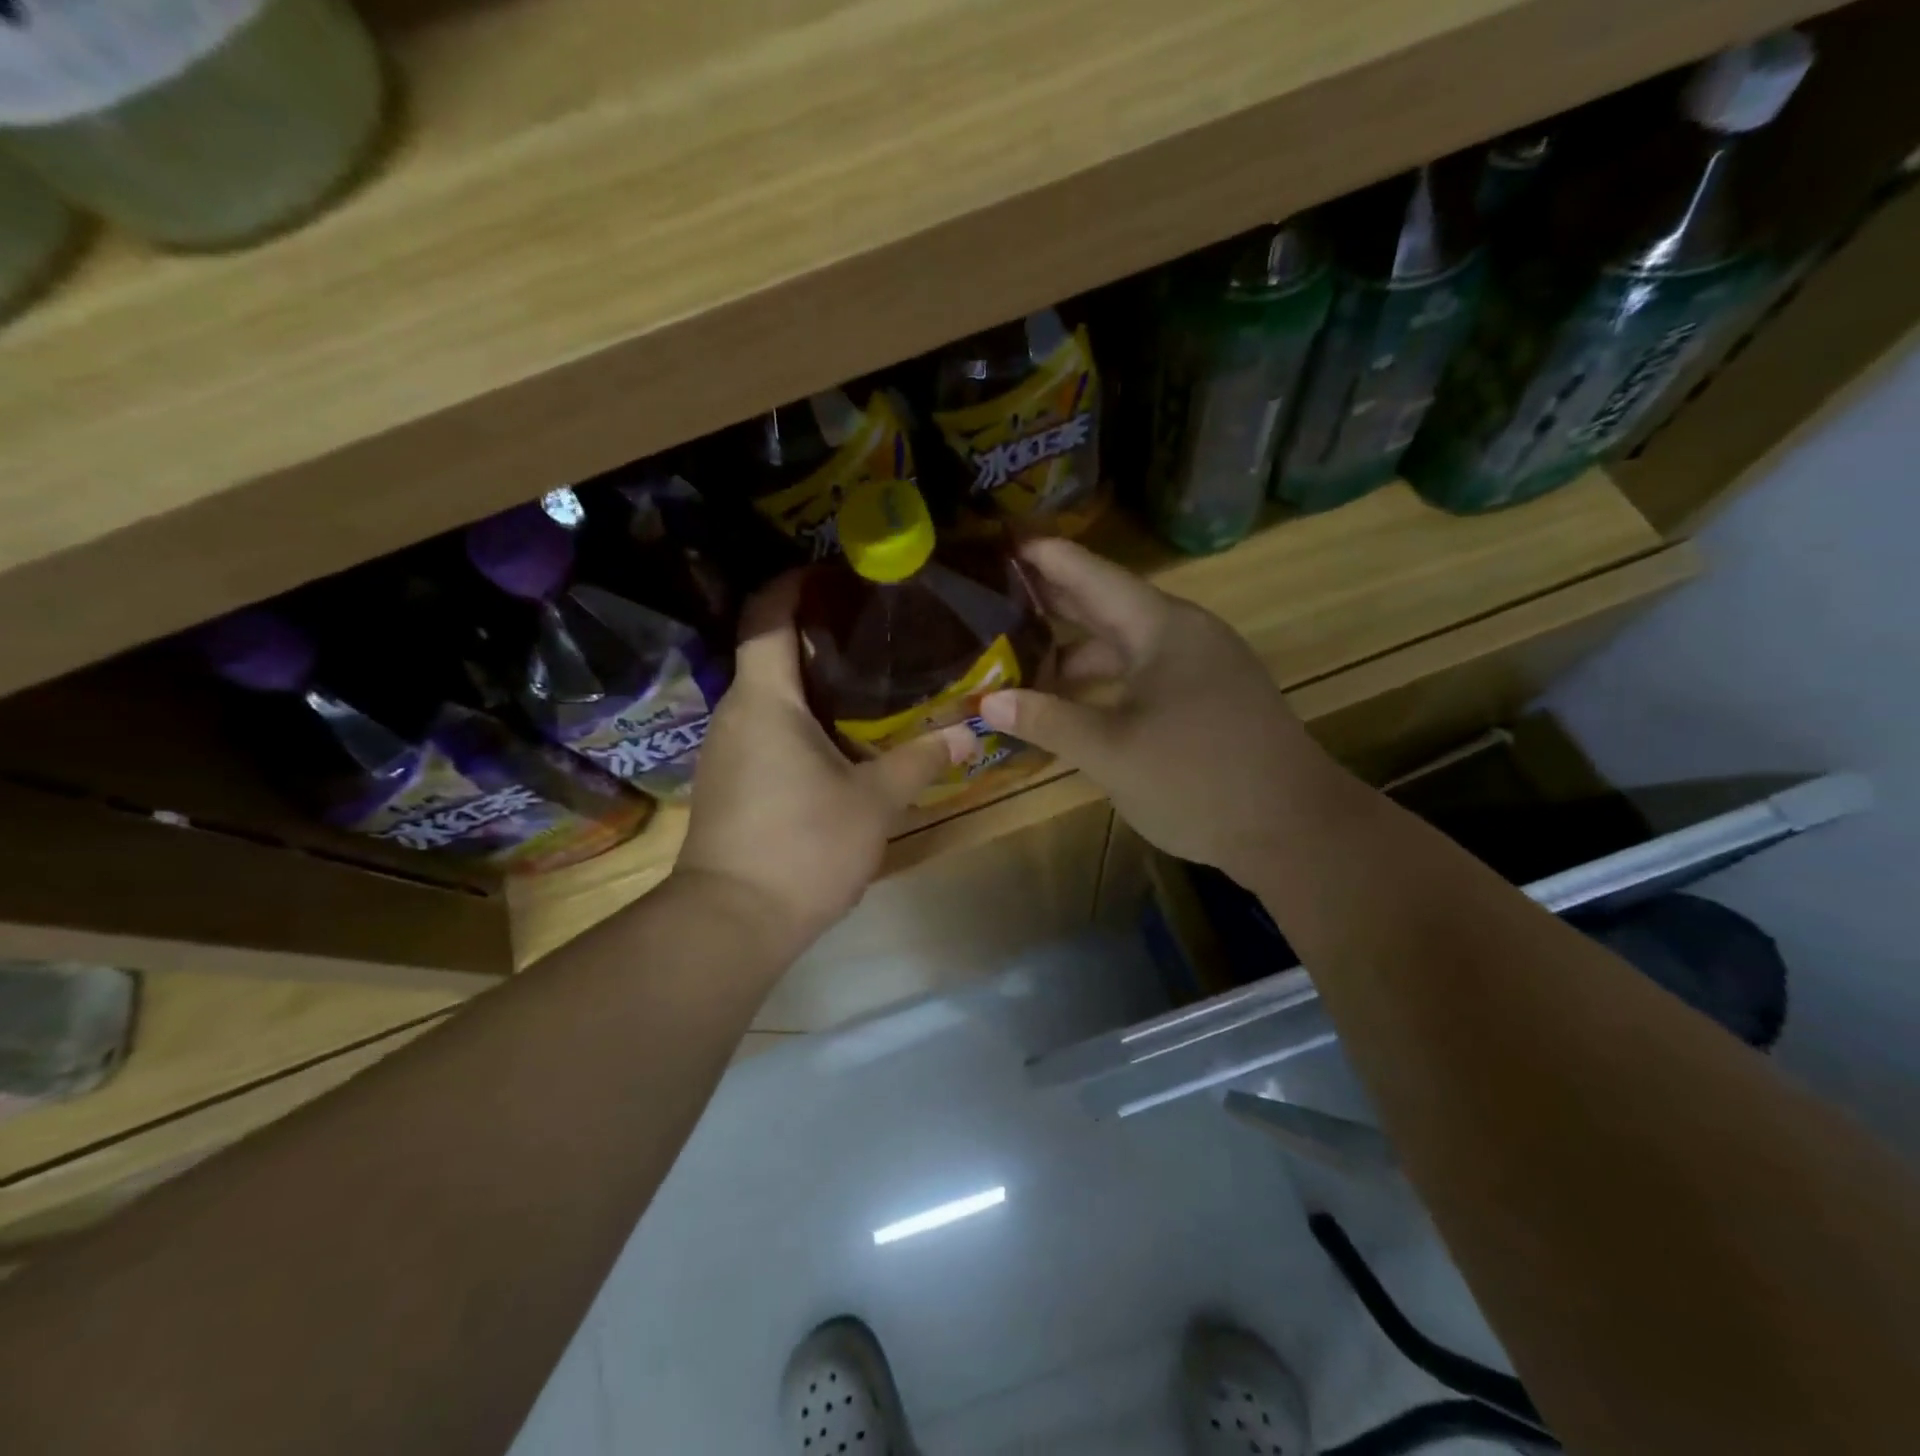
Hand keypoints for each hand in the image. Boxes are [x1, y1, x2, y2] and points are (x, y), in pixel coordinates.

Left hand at [676, 573, 976, 946]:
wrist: (731, 923)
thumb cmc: (803, 846)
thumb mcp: (874, 801)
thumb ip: (920, 761)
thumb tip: (968, 732)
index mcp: (765, 699)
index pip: (766, 617)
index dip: (793, 584)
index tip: (832, 571)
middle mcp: (735, 714)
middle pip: (768, 653)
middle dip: (815, 634)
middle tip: (873, 630)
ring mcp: (725, 751)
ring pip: (767, 696)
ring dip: (809, 683)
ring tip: (865, 682)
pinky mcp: (727, 784)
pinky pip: (763, 731)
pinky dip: (797, 720)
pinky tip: (837, 740)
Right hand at [979, 538, 1338, 880]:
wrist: (1295, 829)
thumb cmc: (1198, 779)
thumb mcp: (1111, 752)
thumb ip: (1048, 721)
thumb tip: (986, 702)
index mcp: (1162, 628)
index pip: (1092, 576)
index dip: (1046, 557)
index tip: (1002, 539)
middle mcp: (1183, 634)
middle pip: (1107, 605)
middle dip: (1053, 600)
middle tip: (996, 590)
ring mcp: (1200, 666)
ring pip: (1124, 646)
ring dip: (1075, 651)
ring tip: (1020, 656)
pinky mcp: (1207, 699)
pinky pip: (1142, 674)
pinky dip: (1103, 682)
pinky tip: (1071, 702)